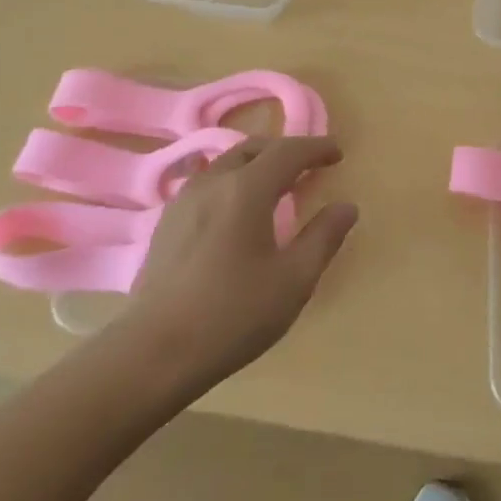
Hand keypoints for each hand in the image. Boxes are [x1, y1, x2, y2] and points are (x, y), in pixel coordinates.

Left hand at [124, 136, 356, 388]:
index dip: (316, 147)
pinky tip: (237, 211)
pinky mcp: (167, 221)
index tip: (338, 153)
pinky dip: (233, 181)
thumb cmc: (232, 315)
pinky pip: (208, 183)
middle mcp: (214, 182)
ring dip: (257, 164)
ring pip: (227, 163)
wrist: (153, 352)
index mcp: (247, 189)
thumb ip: (323, 238)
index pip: (288, 151)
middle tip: (309, 167)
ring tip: (275, 186)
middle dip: (285, 151)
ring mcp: (184, 200)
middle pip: (254, 148)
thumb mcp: (293, 281)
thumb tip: (347, 206)